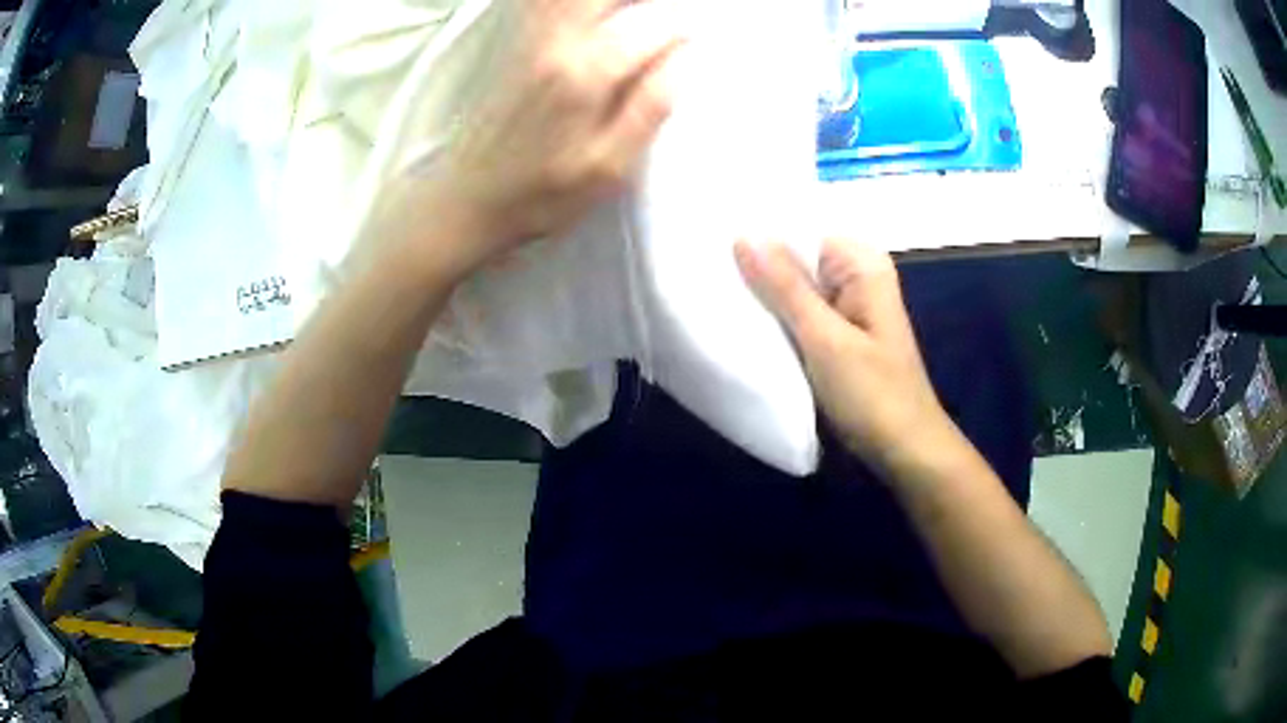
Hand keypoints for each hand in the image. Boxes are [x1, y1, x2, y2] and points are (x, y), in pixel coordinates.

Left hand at [429, 0, 685, 276]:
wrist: (470, 200)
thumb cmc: (540, 195)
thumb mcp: (608, 169)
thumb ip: (649, 109)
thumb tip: (687, 61)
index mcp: (584, 73)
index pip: (656, 21)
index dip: (687, 25)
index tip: (700, 38)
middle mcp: (556, 42)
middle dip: (650, 4)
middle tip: (668, 23)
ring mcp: (532, 38)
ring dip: (617, 2)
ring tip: (640, 18)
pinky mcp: (519, 42)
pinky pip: (547, 3)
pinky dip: (576, 6)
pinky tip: (601, 18)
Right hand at [734, 238, 956, 479]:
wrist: (904, 451)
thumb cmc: (873, 394)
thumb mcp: (825, 338)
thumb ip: (785, 286)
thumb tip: (743, 235)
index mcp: (861, 264)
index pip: (801, 230)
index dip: (759, 234)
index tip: (710, 239)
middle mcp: (854, 277)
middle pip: (796, 258)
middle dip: (755, 266)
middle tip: (701, 268)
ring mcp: (844, 308)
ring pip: (793, 289)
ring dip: (761, 295)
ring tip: (710, 289)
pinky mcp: (835, 336)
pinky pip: (798, 315)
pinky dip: (774, 319)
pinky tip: (738, 319)